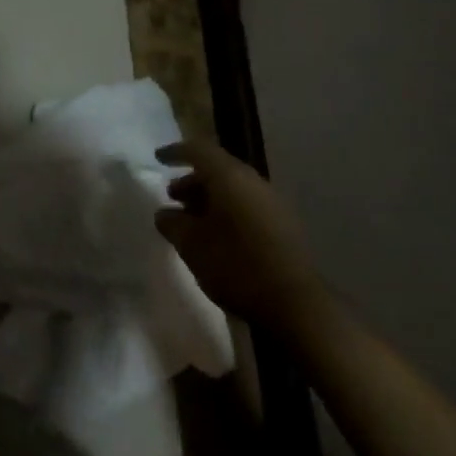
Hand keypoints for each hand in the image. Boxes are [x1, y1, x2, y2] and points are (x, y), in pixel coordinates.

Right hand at [155, 141, 318, 327]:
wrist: (296, 304)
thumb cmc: (236, 266)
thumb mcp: (191, 245)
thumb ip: (172, 224)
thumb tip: (164, 214)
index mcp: (230, 177)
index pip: (199, 150)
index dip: (176, 152)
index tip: (159, 159)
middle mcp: (253, 182)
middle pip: (218, 169)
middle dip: (192, 180)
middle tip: (173, 197)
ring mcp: (273, 203)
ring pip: (234, 189)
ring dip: (209, 198)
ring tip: (191, 221)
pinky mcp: (283, 226)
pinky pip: (247, 206)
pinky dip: (227, 212)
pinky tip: (217, 236)